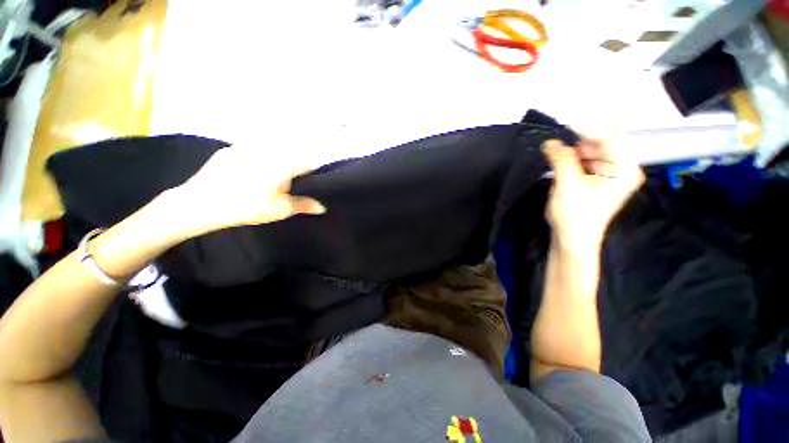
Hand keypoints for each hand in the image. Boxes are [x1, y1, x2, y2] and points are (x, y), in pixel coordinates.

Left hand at [171, 146, 326, 235]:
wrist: (199, 204)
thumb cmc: (246, 207)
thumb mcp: (280, 209)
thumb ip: (304, 205)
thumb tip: (322, 207)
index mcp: (282, 164)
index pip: (307, 163)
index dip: (312, 173)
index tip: (309, 183)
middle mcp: (266, 150)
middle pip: (289, 155)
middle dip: (293, 169)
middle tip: (286, 186)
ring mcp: (245, 147)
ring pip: (270, 152)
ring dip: (275, 163)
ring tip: (265, 182)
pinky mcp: (230, 150)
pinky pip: (250, 152)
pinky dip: (256, 161)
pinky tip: (247, 176)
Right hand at [543, 133, 643, 249]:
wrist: (572, 239)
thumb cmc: (574, 215)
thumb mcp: (567, 185)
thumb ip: (562, 159)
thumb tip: (551, 141)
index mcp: (624, 169)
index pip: (611, 137)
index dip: (587, 129)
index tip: (562, 129)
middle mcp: (623, 168)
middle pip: (604, 141)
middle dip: (580, 140)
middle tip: (557, 145)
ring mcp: (612, 174)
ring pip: (594, 150)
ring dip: (575, 150)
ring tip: (556, 155)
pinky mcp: (600, 179)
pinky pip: (589, 160)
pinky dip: (574, 158)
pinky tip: (561, 163)